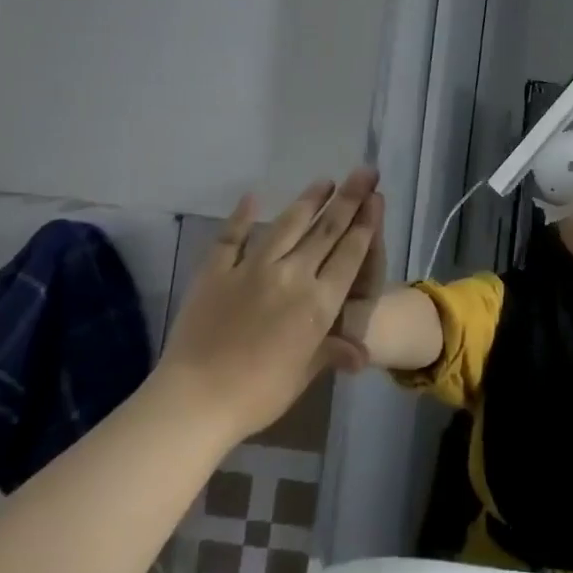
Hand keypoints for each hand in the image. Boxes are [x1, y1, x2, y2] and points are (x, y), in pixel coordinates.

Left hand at [157, 169, 380, 435]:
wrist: (195, 400)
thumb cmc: (259, 394)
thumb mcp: (305, 374)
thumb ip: (332, 351)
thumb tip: (362, 352)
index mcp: (319, 303)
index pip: (350, 254)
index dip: (366, 223)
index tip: (377, 196)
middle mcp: (292, 276)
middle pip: (326, 230)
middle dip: (349, 199)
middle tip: (365, 171)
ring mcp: (252, 269)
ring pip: (287, 225)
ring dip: (308, 200)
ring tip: (325, 180)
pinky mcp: (215, 272)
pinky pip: (231, 238)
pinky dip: (241, 216)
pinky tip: (252, 197)